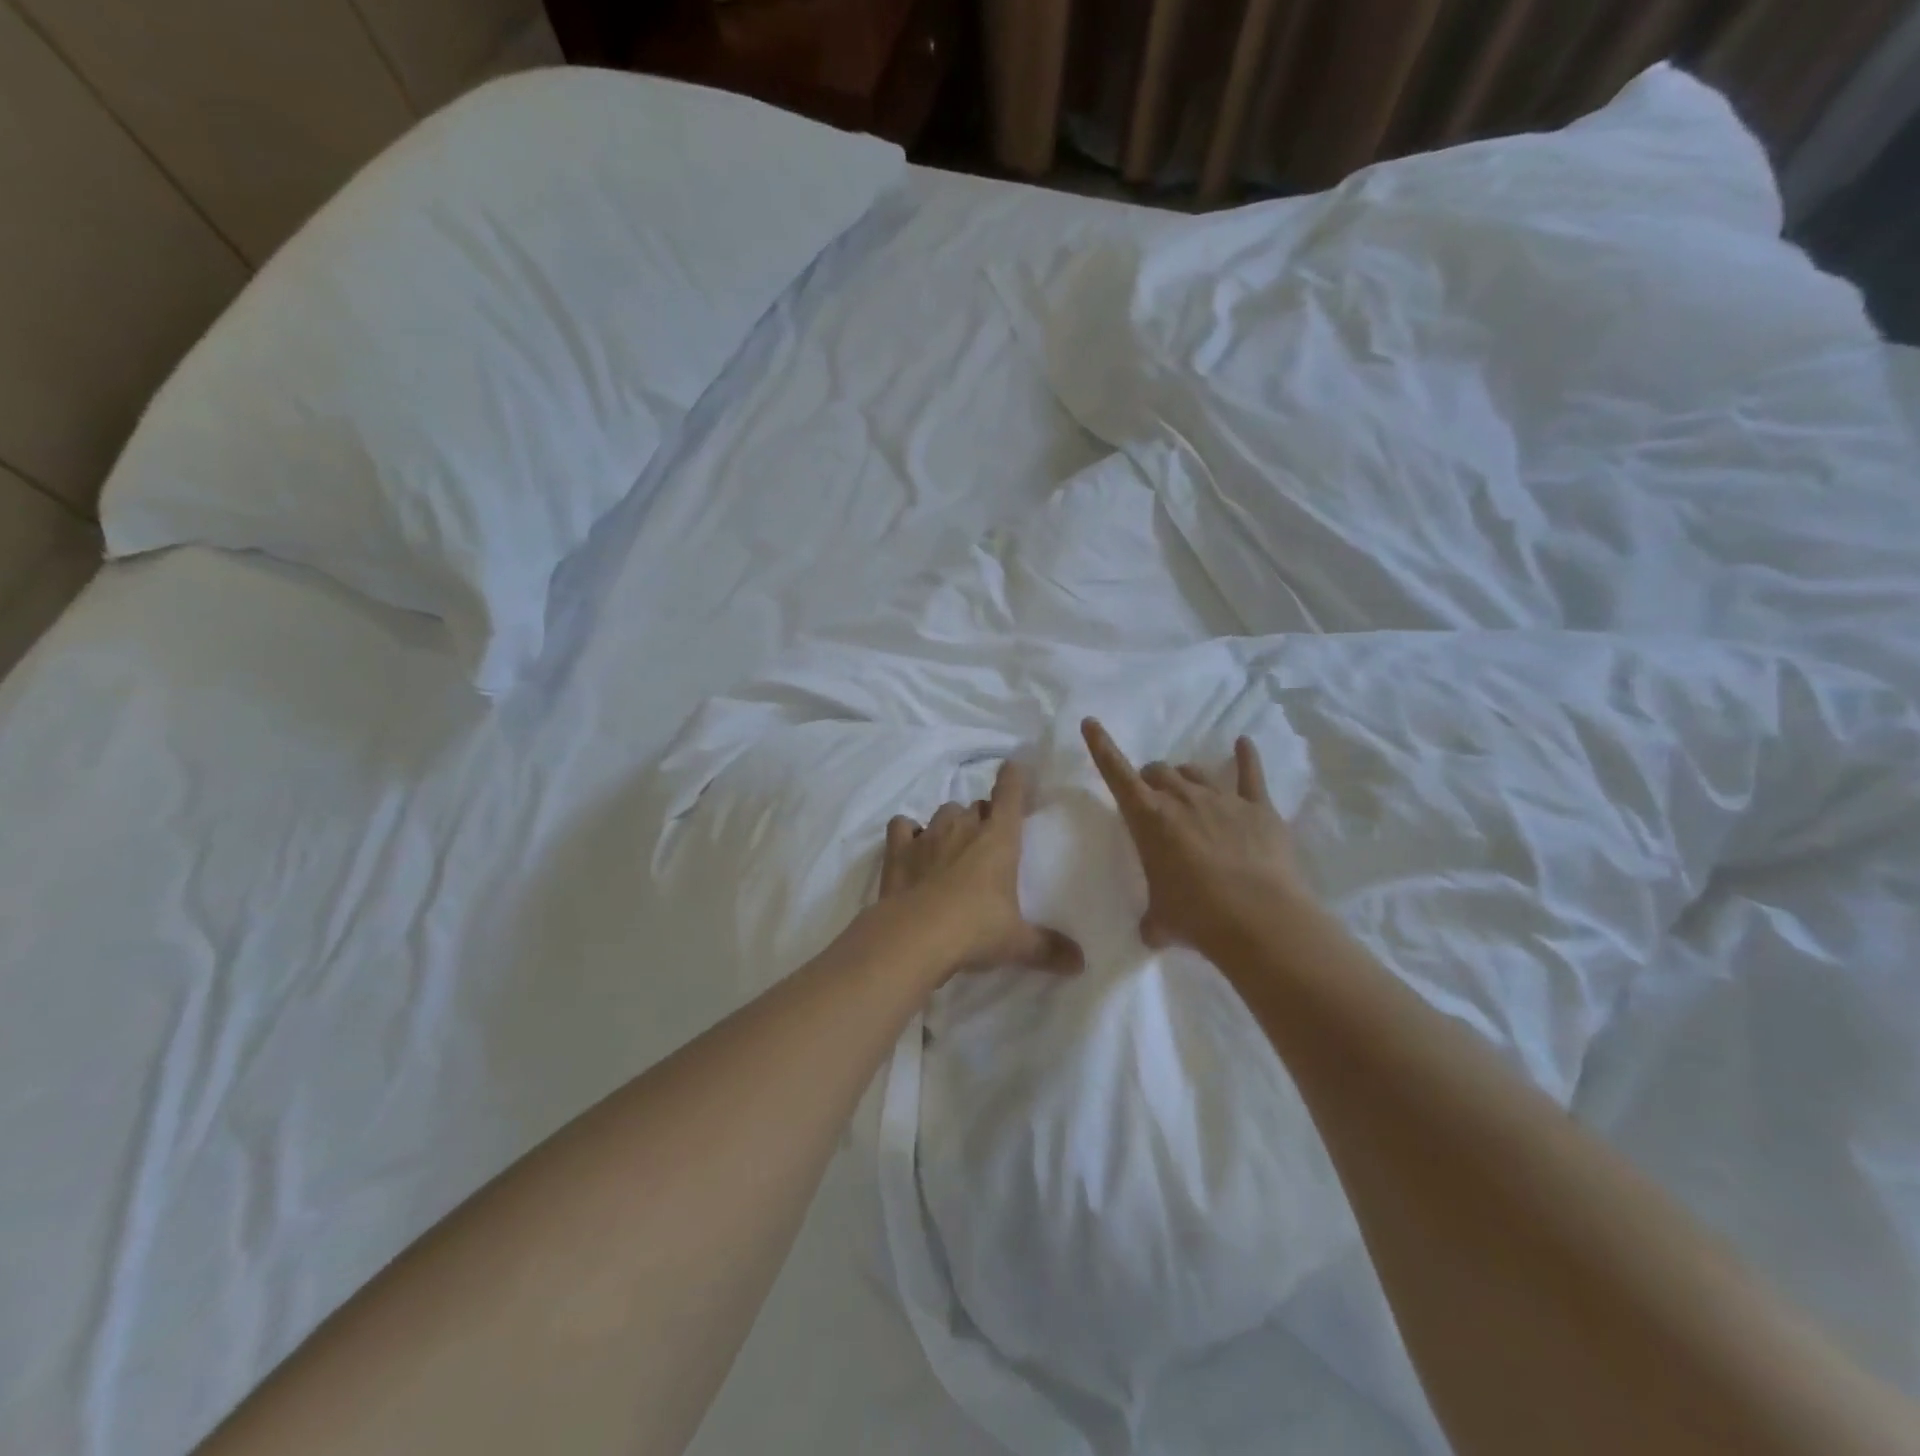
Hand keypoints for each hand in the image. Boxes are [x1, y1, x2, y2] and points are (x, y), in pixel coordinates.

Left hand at [881, 761, 1083, 980]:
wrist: (915, 936)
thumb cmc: (975, 930)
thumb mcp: (1017, 942)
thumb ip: (1048, 948)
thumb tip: (1080, 963)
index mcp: (999, 839)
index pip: (1010, 794)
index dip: (1013, 779)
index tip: (1014, 768)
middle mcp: (964, 828)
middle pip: (976, 806)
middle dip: (983, 817)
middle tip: (987, 840)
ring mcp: (928, 835)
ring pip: (943, 812)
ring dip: (950, 822)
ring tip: (952, 845)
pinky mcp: (898, 850)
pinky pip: (902, 826)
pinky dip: (907, 831)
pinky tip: (911, 846)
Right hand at [1082, 717, 1309, 956]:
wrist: (1259, 920)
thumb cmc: (1196, 917)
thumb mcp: (1160, 920)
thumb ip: (1152, 919)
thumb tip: (1151, 932)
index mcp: (1149, 819)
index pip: (1116, 774)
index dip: (1101, 746)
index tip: (1091, 722)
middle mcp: (1183, 799)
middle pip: (1159, 771)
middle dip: (1152, 780)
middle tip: (1153, 800)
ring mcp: (1223, 799)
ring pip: (1195, 772)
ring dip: (1185, 778)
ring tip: (1188, 792)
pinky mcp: (1258, 807)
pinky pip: (1250, 773)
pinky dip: (1246, 757)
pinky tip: (1244, 744)